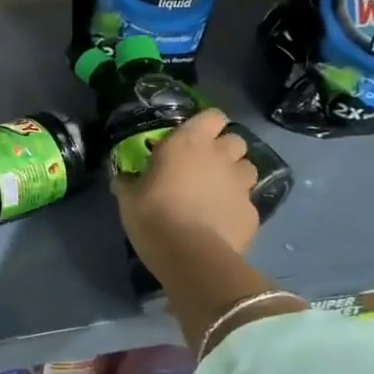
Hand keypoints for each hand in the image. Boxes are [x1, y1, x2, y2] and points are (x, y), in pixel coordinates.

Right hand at [112, 112, 279, 353]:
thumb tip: (121, 177)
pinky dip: (236, 207)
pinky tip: (221, 221)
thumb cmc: (153, 215)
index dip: (206, 124)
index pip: (212, 116)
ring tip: (217, 191)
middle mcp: (220, 156)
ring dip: (235, 174)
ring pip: (248, 168)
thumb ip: (128, 181)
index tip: (193, 136)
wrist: (191, 257)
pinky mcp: (253, 213)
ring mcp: (241, 185)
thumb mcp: (128, 197)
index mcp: (188, 142)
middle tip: (205, 165)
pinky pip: (247, 202)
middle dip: (224, 149)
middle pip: (235, 139)